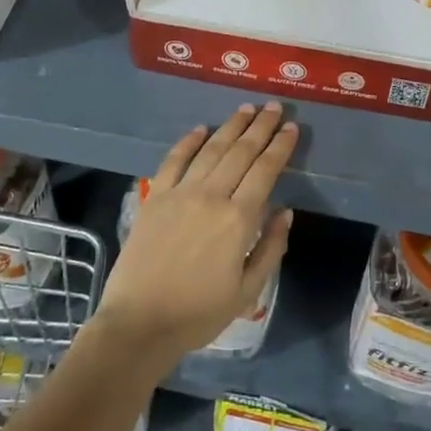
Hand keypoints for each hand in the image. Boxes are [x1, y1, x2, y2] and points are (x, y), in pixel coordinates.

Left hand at [92, 103, 296, 365]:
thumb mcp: (248, 291)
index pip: (265, 171)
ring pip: (211, 149)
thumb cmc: (199, 314)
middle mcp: (211, 196)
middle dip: (261, 127)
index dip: (280, 146)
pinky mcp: (155, 198)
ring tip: (246, 108)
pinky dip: (188, 142)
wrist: (139, 324)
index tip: (292, 128)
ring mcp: (180, 193)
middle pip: (241, 152)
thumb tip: (285, 212)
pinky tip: (200, 129)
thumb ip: (271, 248)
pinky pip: (173, 161)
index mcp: (239, 219)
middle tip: (274, 107)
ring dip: (231, 126)